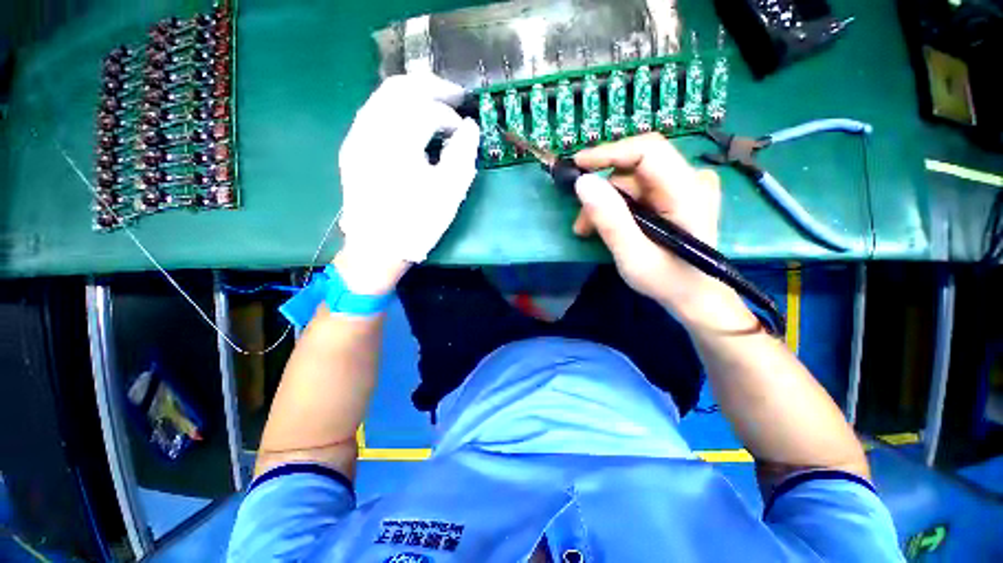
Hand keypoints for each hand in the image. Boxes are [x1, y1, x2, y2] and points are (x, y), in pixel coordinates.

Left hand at [336, 74, 480, 289]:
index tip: (464, 131)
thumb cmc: (417, 223)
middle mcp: (369, 130)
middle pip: (398, 88)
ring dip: (412, 96)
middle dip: (430, 87)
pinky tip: (411, 123)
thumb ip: (463, 155)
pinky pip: (374, 114)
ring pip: (382, 98)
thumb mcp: (449, 193)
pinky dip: (396, 110)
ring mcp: (356, 138)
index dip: (450, 116)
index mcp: (396, 142)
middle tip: (454, 96)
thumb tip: (469, 128)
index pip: (425, 110)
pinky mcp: (352, 149)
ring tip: (436, 105)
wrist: (377, 249)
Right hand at [572, 134, 737, 321]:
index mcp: (688, 192)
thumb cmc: (668, 281)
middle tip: (581, 223)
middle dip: (602, 193)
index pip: (648, 151)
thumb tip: (583, 183)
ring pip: (631, 181)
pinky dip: (616, 207)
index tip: (577, 166)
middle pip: (634, 169)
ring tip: (588, 231)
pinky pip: (638, 190)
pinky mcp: (675, 196)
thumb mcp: (633, 256)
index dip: (609, 152)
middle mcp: (690, 180)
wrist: (695, 296)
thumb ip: (610, 219)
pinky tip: (606, 226)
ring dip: (605, 204)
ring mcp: (684, 187)